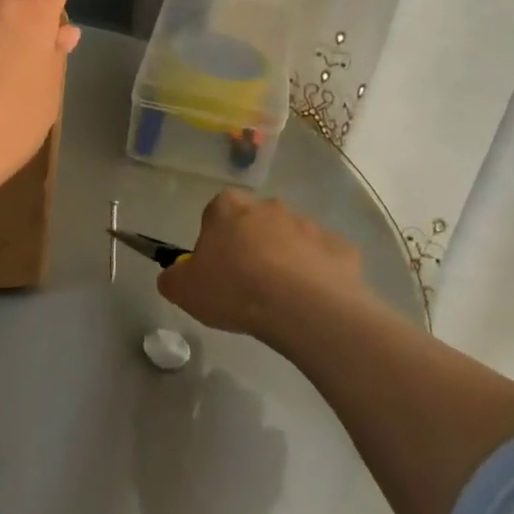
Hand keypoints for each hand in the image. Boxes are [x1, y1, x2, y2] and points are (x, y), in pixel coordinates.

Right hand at [158, 190, 370, 339]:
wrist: (303, 307)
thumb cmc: (235, 290)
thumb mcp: (184, 290)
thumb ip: (173, 277)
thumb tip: (175, 275)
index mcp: (228, 208)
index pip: (215, 213)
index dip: (214, 241)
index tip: (216, 269)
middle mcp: (269, 206)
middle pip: (255, 223)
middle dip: (252, 247)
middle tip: (247, 285)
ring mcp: (309, 224)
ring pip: (292, 240)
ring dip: (286, 260)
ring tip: (281, 300)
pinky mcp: (340, 248)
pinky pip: (323, 260)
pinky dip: (317, 276)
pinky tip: (310, 303)